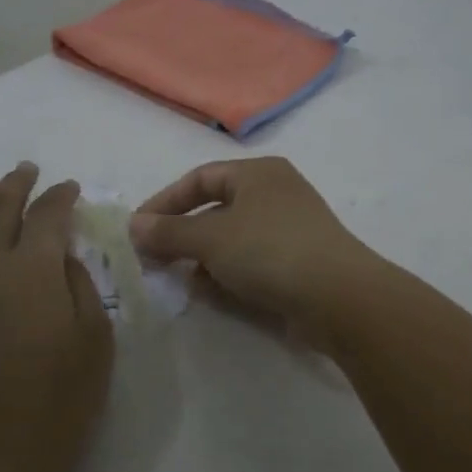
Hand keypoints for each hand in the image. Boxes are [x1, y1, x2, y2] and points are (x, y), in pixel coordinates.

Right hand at [129, 157, 385, 342]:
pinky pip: (252, 264)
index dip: (165, 202)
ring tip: (180, 280)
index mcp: (257, 174)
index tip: (138, 229)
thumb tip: (134, 225)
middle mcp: (275, 195)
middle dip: (182, 236)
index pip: (199, 179)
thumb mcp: (210, 238)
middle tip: (154, 260)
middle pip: (216, 210)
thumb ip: (169, 231)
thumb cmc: (269, 251)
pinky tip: (212, 294)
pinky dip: (228, 275)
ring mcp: (289, 231)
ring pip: (233, 241)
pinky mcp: (298, 265)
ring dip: (203, 259)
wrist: (338, 297)